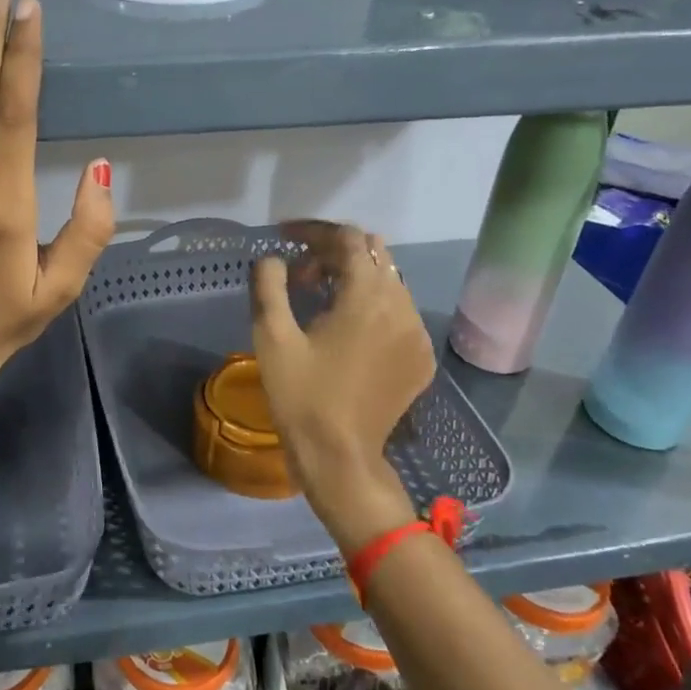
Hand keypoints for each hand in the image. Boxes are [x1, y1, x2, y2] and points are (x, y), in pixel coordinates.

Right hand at [250, 221, 436, 553]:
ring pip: (390, 280)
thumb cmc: (301, 396)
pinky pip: (400, 310)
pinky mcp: (420, 357)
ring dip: (354, 276)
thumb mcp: (272, 338)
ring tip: (319, 298)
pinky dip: (373, 303)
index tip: (286, 238)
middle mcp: (402, 306)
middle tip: (300, 273)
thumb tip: (274, 258)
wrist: (341, 458)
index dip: (315, 231)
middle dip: (335, 251)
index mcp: (366, 297)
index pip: (348, 239)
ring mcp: (417, 333)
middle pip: (375, 253)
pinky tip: (346, 327)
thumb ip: (269, 285)